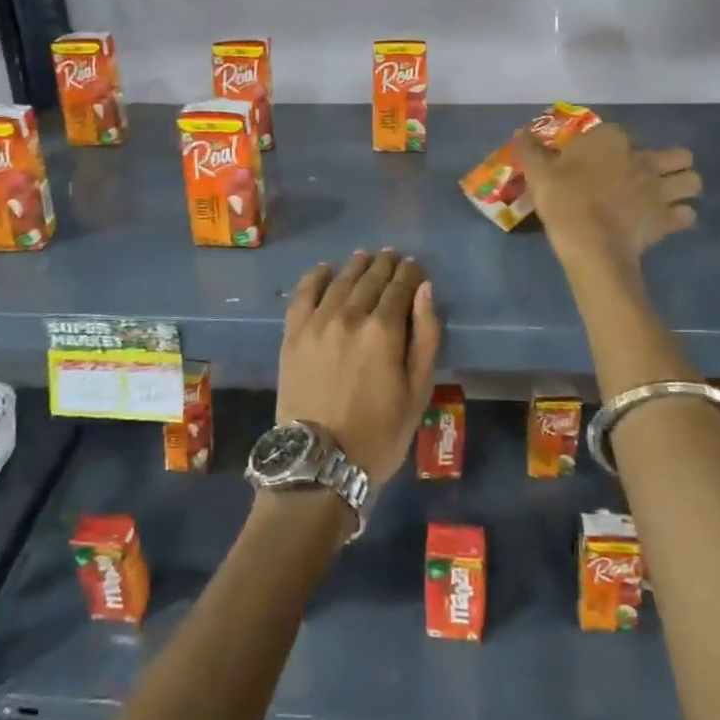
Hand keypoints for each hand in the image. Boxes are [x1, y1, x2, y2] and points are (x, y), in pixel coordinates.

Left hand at [276, 250, 441, 490]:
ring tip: (364, 257)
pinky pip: (303, 294)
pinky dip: (315, 277)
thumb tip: (425, 290)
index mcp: (384, 330)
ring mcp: (317, 322)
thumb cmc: (380, 433)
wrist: (320, 462)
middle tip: (392, 257)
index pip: (400, 288)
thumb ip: (426, 336)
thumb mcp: (418, 391)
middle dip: (385, 266)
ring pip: (340, 282)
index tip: (414, 266)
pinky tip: (324, 270)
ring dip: (355, 267)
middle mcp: (350, 315)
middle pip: (370, 280)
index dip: (409, 273)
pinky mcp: (293, 333)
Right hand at [513, 121, 699, 266]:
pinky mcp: (668, 218)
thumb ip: (530, 151)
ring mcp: (660, 189)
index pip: (619, 133)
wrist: (589, 241)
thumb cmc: (563, 200)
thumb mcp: (538, 173)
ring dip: (683, 187)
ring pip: (693, 181)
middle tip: (649, 175)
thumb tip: (520, 133)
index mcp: (611, 141)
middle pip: (677, 155)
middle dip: (670, 163)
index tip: (595, 158)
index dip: (610, 144)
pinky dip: (680, 218)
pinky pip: (687, 216)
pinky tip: (664, 222)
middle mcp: (643, 159)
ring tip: (665, 197)